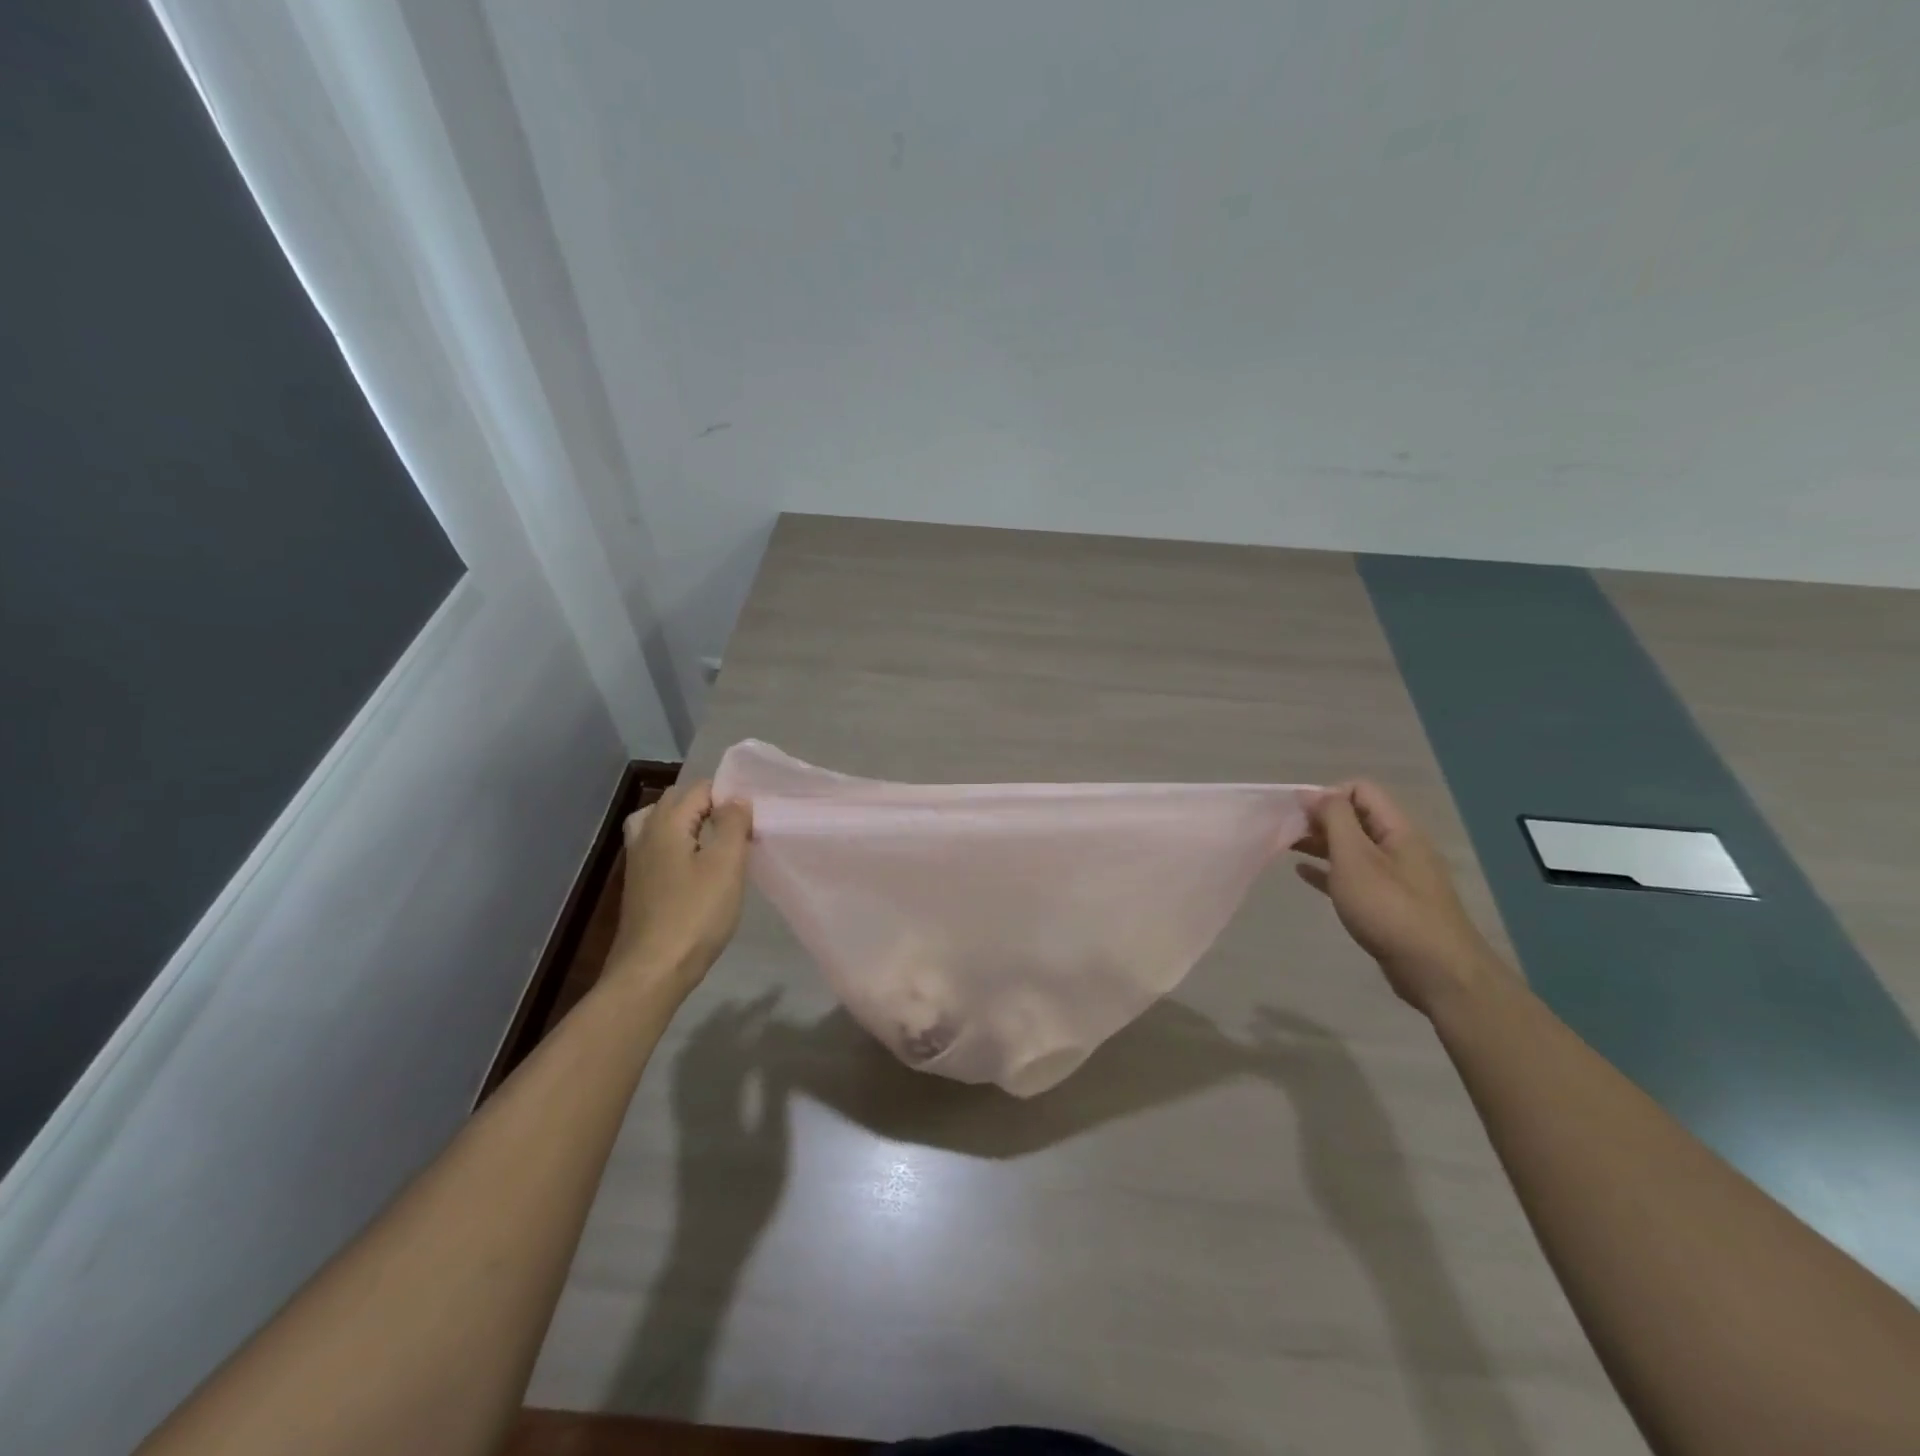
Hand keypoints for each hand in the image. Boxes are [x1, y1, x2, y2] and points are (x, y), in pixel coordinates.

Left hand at [608, 779, 752, 998]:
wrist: (652, 971)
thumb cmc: (694, 915)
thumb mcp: (725, 866)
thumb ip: (733, 824)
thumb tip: (736, 799)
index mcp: (666, 823)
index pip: (700, 789)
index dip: (729, 797)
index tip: (753, 820)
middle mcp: (645, 833)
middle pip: (678, 801)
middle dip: (710, 806)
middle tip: (740, 829)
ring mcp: (637, 860)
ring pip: (663, 823)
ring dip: (691, 824)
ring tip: (716, 841)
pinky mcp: (639, 883)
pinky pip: (659, 847)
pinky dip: (679, 845)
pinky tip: (698, 867)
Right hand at [1292, 781, 1506, 1016]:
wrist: (1435, 970)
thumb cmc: (1389, 908)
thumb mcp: (1355, 857)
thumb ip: (1334, 819)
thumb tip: (1313, 793)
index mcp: (1397, 829)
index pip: (1360, 790)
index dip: (1327, 795)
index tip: (1298, 815)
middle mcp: (1399, 847)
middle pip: (1356, 818)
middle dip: (1319, 819)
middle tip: (1285, 831)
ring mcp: (1396, 877)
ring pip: (1352, 848)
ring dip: (1320, 844)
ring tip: (1286, 848)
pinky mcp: (1389, 903)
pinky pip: (1353, 876)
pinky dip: (1328, 871)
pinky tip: (1304, 874)